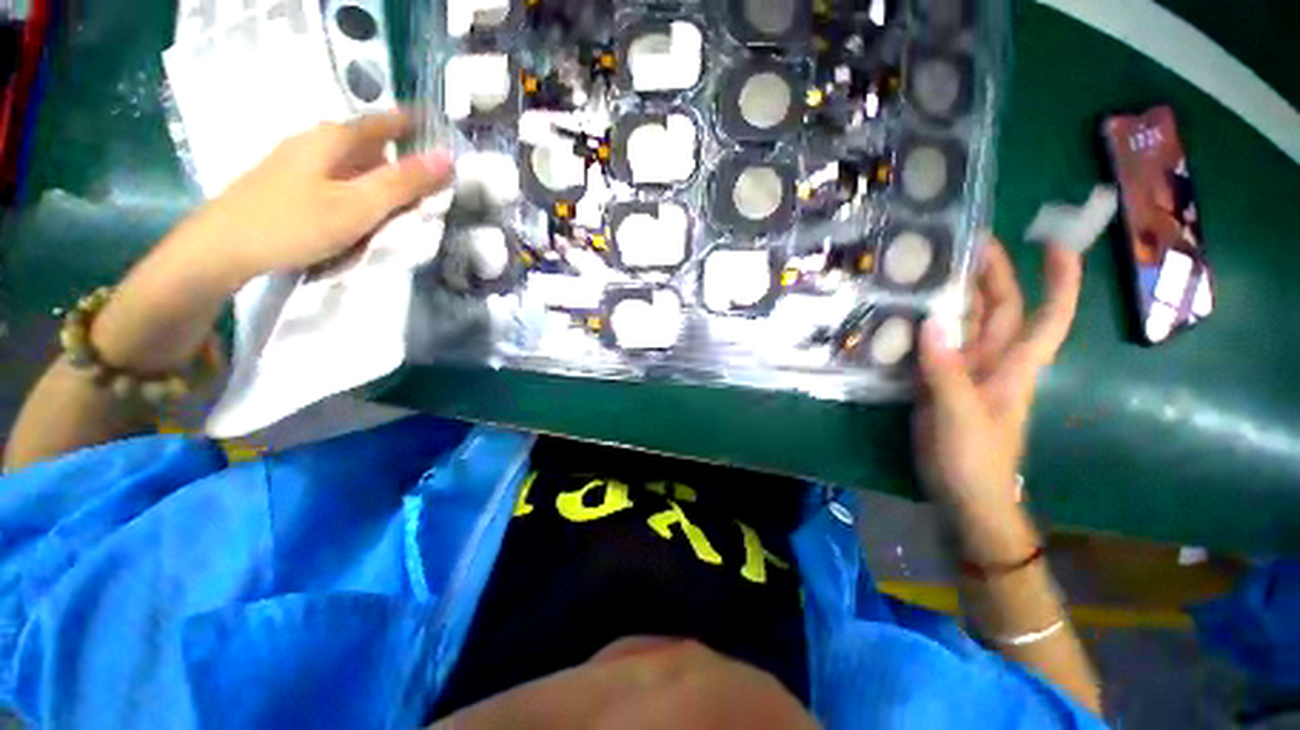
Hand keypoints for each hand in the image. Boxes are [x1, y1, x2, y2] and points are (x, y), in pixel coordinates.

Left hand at [171, 110, 452, 290]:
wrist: (221, 248)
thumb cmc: (295, 223)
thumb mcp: (359, 206)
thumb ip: (403, 183)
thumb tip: (448, 157)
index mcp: (334, 138)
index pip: (386, 121)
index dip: (415, 126)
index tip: (441, 135)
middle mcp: (316, 140)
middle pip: (370, 142)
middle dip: (401, 156)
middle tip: (431, 181)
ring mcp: (298, 160)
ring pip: (353, 160)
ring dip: (380, 175)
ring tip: (402, 200)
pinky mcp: (288, 182)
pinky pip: (337, 176)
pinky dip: (359, 186)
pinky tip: (362, 208)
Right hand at [913, 238, 1081, 549]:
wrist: (962, 492)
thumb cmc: (975, 458)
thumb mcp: (961, 415)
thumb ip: (945, 370)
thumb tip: (929, 322)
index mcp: (1013, 365)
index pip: (1048, 315)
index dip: (1060, 279)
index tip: (1056, 243)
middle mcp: (992, 360)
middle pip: (998, 309)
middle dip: (990, 274)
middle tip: (961, 243)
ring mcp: (963, 371)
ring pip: (962, 326)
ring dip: (949, 298)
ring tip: (924, 271)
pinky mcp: (937, 382)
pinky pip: (932, 347)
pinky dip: (921, 329)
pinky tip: (900, 315)